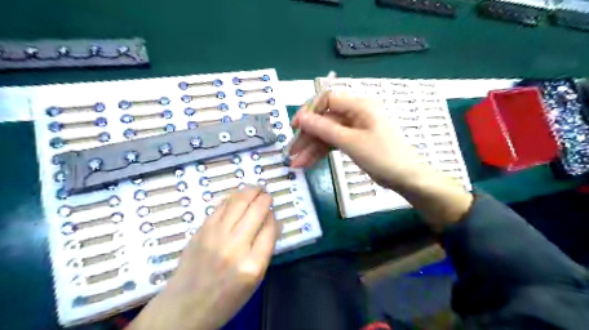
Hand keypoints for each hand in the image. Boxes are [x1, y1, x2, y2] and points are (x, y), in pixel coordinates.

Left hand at [129, 187, 281, 328]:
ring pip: (238, 202)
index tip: (274, 211)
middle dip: (265, 198)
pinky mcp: (201, 230)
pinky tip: (239, 196)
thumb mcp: (255, 280)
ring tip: (256, 188)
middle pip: (256, 210)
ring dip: (250, 191)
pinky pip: (221, 206)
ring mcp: (215, 236)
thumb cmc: (227, 298)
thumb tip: (274, 222)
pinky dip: (233, 197)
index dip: (273, 215)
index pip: (270, 228)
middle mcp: (235, 247)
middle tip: (267, 194)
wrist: (186, 307)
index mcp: (253, 264)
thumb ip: (266, 249)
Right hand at [289, 90, 472, 229]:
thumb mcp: (351, 142)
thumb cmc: (382, 156)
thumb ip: (324, 129)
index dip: (310, 111)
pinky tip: (307, 163)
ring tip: (296, 164)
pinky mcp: (353, 142)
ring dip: (311, 148)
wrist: (405, 178)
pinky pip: (333, 144)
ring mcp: (353, 129)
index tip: (296, 126)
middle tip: (292, 153)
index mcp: (359, 106)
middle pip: (324, 120)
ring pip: (326, 135)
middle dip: (307, 137)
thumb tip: (301, 117)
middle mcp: (355, 114)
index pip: (328, 99)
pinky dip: (321, 153)